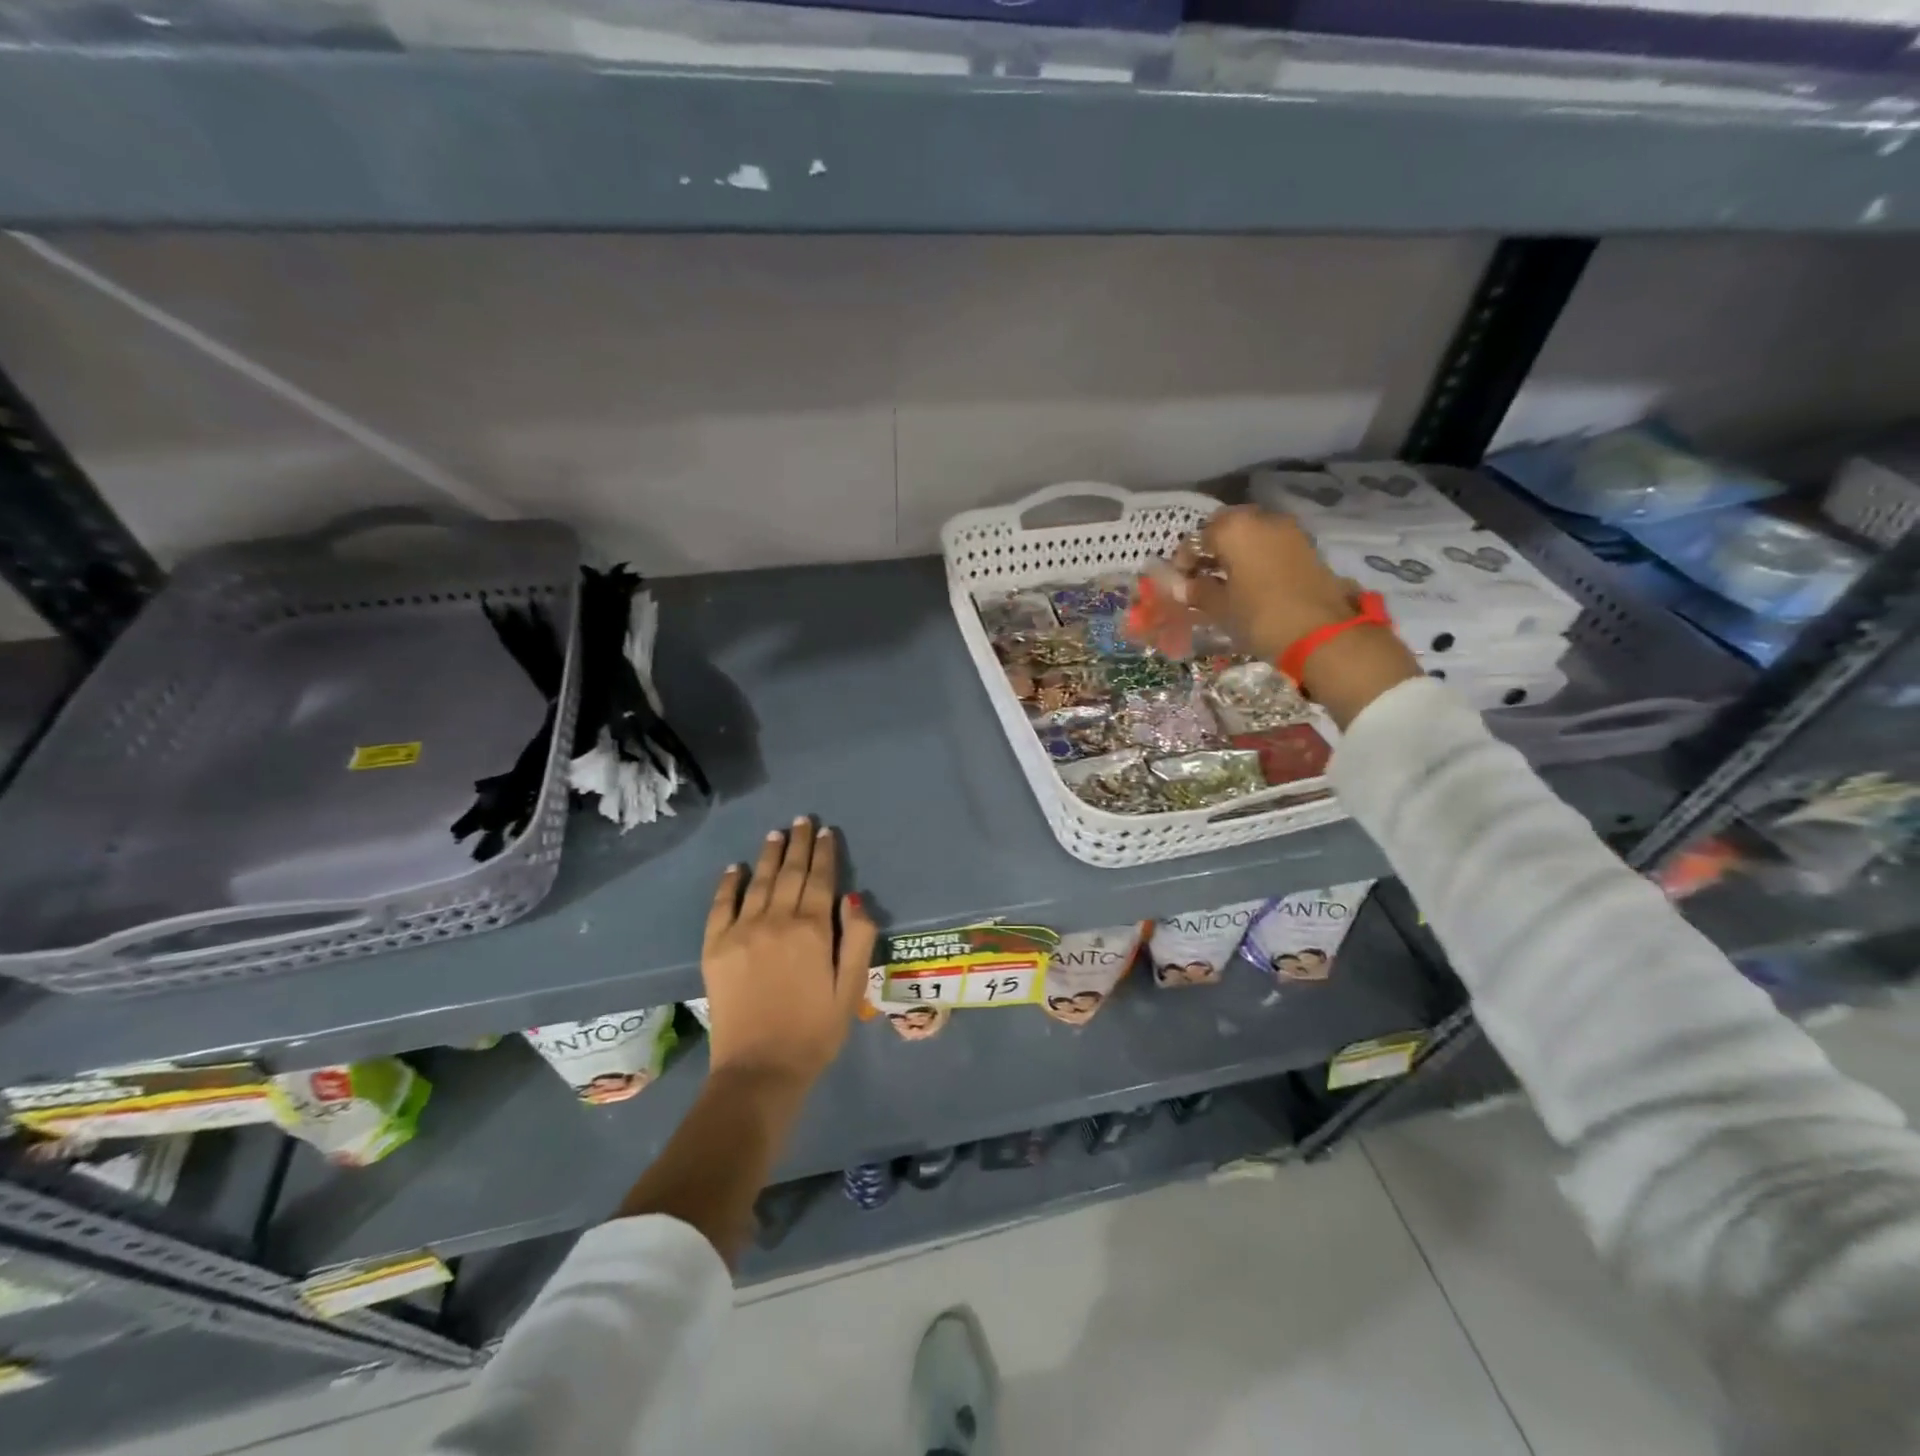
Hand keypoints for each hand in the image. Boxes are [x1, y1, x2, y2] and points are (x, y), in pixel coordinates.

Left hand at [701, 818, 877, 1088]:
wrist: (759, 1069)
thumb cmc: (815, 1032)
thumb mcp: (851, 989)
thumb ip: (858, 939)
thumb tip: (854, 896)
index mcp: (813, 930)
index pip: (821, 880)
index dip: (825, 853)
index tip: (826, 832)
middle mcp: (776, 920)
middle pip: (790, 873)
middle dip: (799, 844)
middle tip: (803, 821)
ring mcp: (742, 931)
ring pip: (759, 882)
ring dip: (769, 855)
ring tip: (776, 833)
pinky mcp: (715, 947)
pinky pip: (721, 905)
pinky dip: (729, 883)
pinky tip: (735, 868)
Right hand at [1183, 506, 1363, 660]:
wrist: (1321, 633)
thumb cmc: (1260, 617)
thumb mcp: (1220, 608)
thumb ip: (1198, 591)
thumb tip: (1183, 586)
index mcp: (1234, 528)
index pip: (1197, 538)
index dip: (1184, 560)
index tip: (1180, 582)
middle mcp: (1262, 519)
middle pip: (1227, 527)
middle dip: (1212, 549)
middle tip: (1203, 576)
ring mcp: (1289, 530)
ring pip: (1252, 533)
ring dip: (1236, 552)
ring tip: (1227, 582)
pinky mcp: (1307, 546)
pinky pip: (1271, 544)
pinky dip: (1257, 556)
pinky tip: (1252, 582)